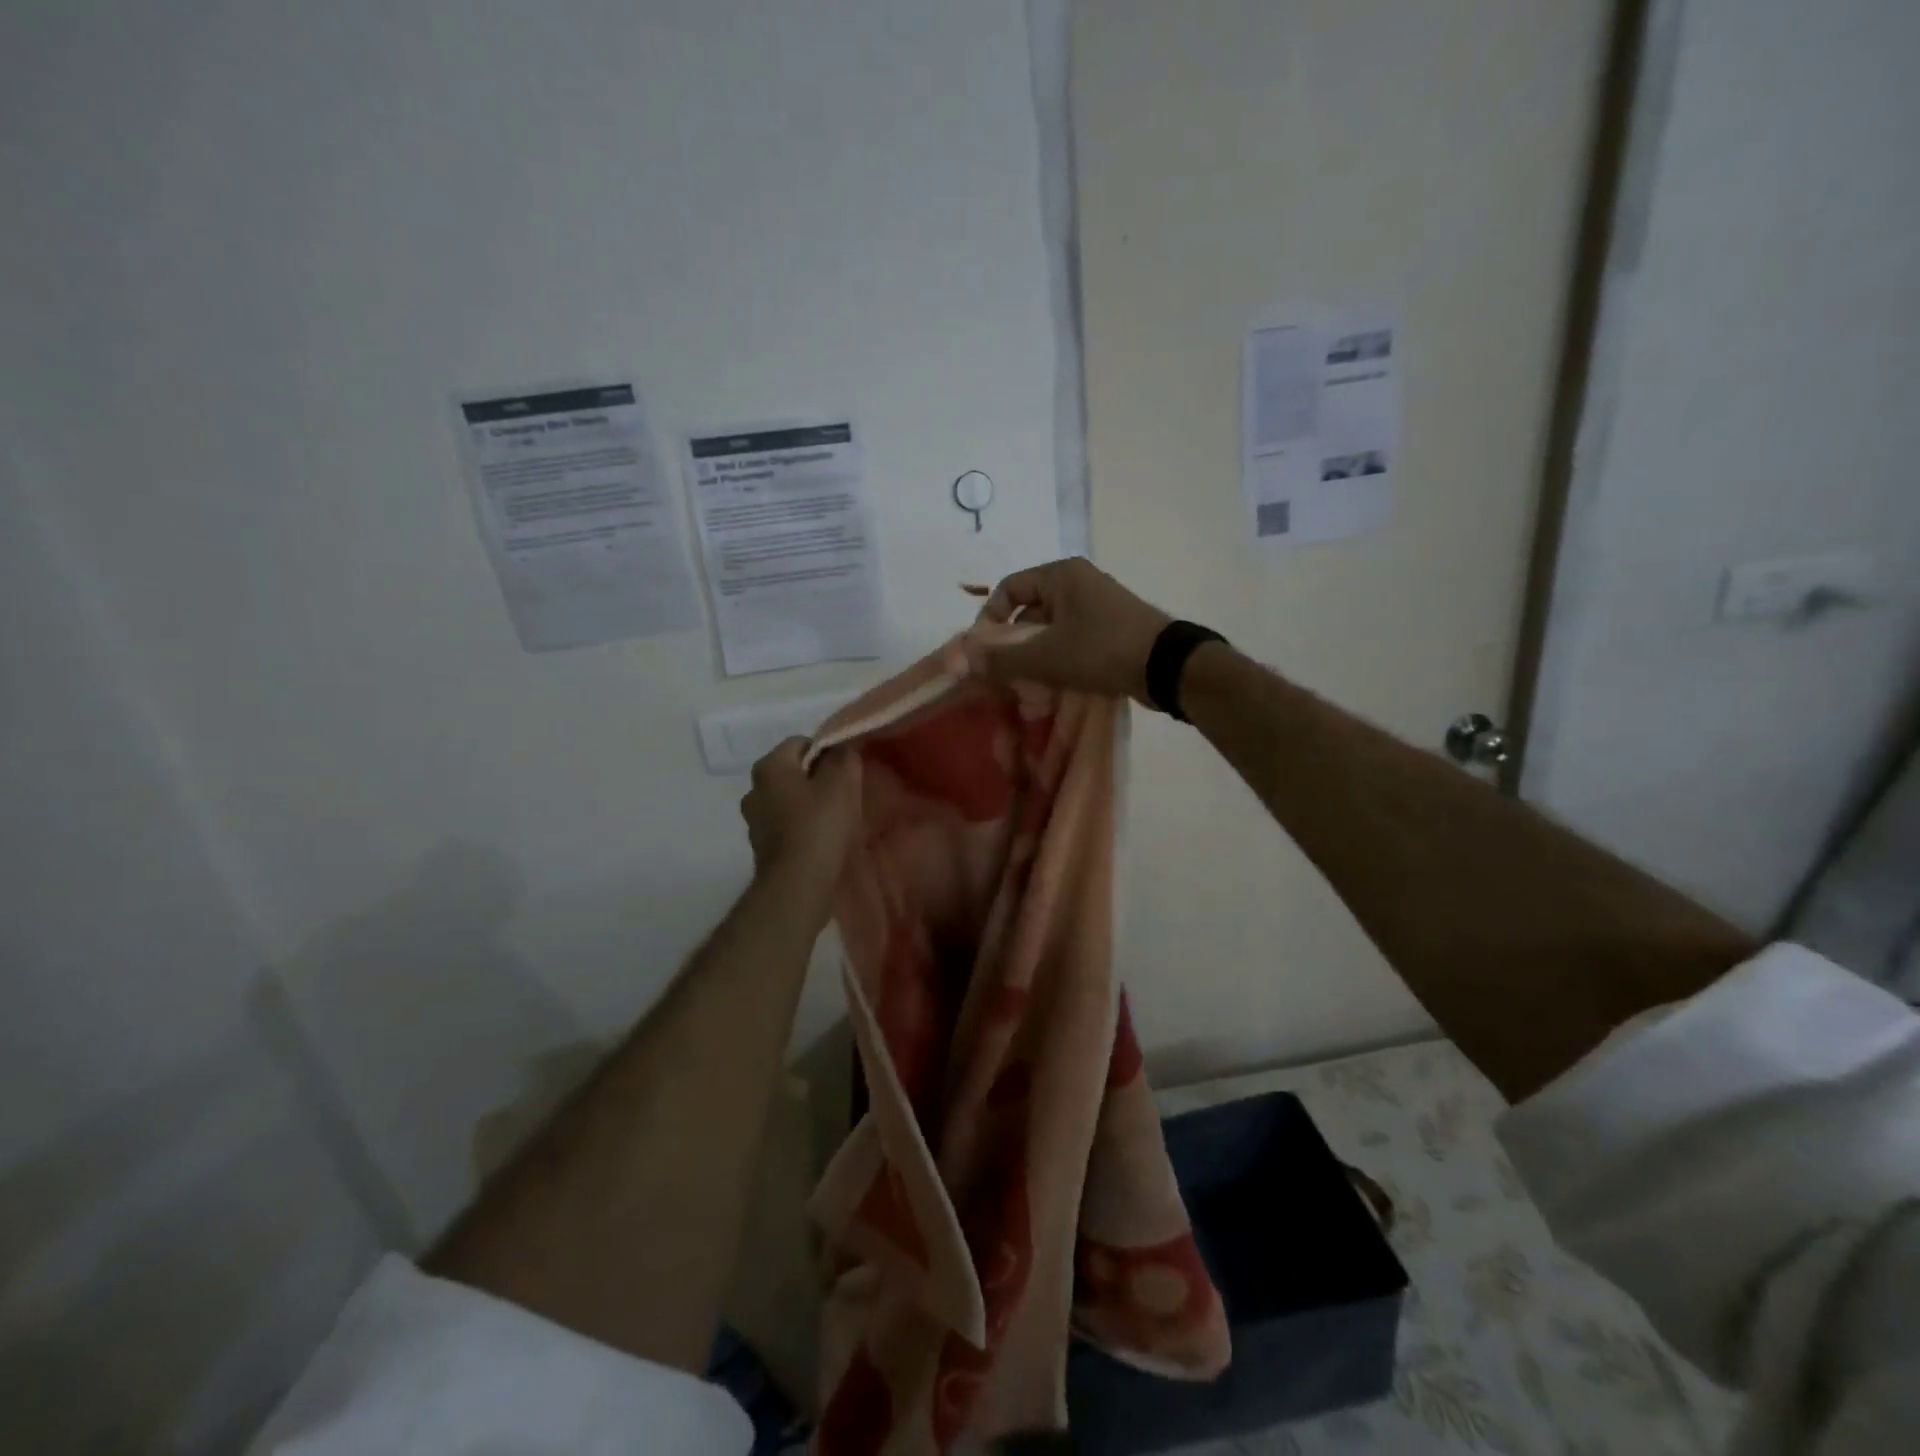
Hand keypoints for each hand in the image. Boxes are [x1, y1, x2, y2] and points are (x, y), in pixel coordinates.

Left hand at [740, 738, 862, 896]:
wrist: (797, 884)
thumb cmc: (819, 825)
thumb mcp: (841, 783)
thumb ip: (842, 758)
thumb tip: (841, 749)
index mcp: (769, 766)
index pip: (800, 743)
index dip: (826, 751)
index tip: (846, 769)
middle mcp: (754, 789)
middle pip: (792, 772)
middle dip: (816, 778)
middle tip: (844, 792)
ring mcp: (754, 821)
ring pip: (787, 800)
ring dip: (808, 805)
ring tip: (835, 819)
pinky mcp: (761, 847)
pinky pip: (785, 826)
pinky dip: (801, 828)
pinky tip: (821, 840)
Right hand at [968, 557, 1173, 706]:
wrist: (1167, 666)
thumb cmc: (1101, 650)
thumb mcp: (1046, 657)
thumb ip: (1001, 659)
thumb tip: (962, 659)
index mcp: (1060, 574)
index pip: (1008, 588)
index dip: (989, 619)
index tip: (985, 651)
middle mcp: (1078, 582)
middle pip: (1028, 609)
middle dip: (1013, 643)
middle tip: (1005, 673)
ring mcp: (1097, 604)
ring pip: (1050, 628)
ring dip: (1035, 655)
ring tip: (1029, 684)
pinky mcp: (1110, 628)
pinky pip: (1071, 639)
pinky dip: (1058, 659)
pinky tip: (1055, 684)